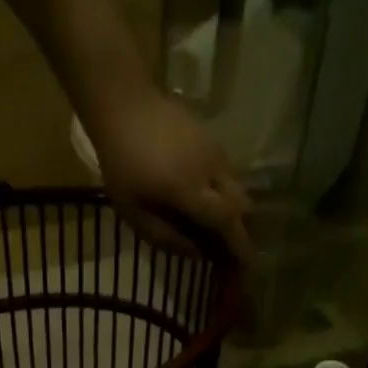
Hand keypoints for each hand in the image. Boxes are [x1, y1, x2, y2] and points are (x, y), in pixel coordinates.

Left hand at [87, 90, 250, 261]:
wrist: (124, 101)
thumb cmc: (121, 162)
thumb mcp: (133, 211)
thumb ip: (165, 236)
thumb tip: (197, 254)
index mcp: (190, 188)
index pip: (226, 221)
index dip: (239, 245)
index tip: (246, 265)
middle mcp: (211, 168)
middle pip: (240, 206)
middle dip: (241, 232)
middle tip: (231, 253)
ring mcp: (215, 150)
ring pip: (238, 188)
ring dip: (233, 213)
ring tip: (219, 231)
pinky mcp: (212, 139)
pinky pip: (228, 174)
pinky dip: (226, 195)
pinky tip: (209, 205)